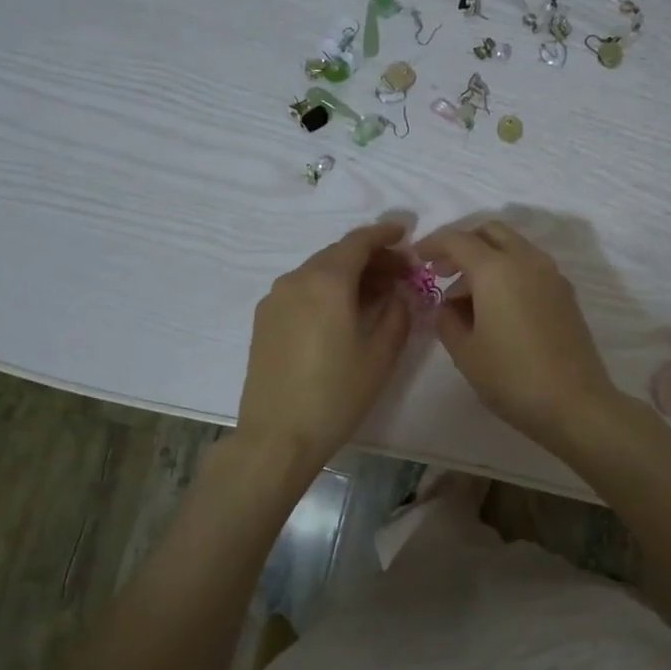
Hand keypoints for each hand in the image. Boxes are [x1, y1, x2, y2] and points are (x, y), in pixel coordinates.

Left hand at [237, 221, 411, 469]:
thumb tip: (401, 292)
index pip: (359, 241)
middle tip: (400, 273)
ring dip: (349, 274)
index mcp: (326, 281)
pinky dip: (327, 290)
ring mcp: (275, 299)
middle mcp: (296, 279)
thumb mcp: (381, 354)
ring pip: (318, 272)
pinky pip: (302, 290)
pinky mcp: (264, 319)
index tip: (406, 234)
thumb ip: (398, 313)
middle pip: (338, 254)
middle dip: (371, 258)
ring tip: (376, 294)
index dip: (385, 234)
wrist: (278, 436)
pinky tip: (343, 312)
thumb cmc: (336, 394)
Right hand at [414, 221, 621, 450]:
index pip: (457, 240)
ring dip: (487, 259)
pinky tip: (498, 308)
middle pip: (490, 232)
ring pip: (513, 247)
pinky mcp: (565, 293)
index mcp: (496, 269)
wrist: (574, 403)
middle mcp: (526, 261)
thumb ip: (447, 320)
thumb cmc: (511, 377)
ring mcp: (551, 275)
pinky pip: (530, 267)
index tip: (417, 258)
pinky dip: (509, 273)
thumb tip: (447, 305)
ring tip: (467, 298)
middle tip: (443, 272)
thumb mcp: (465, 352)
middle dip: (463, 244)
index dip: (432, 244)